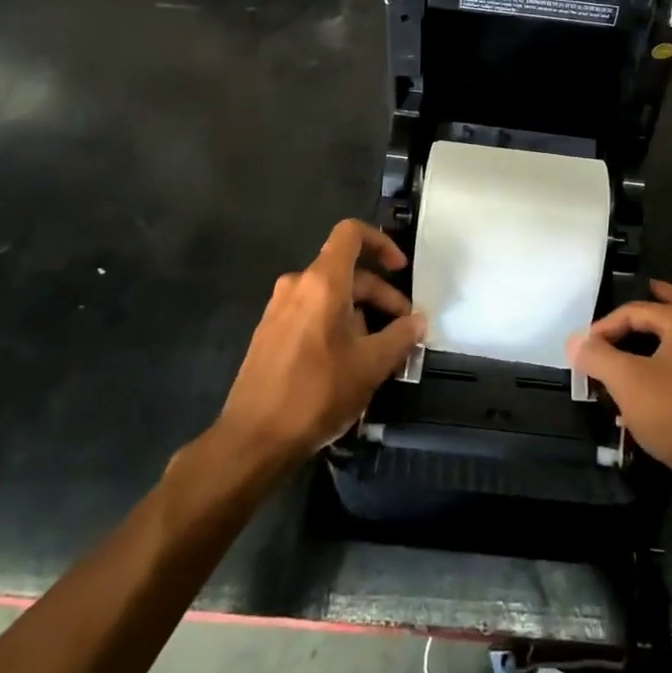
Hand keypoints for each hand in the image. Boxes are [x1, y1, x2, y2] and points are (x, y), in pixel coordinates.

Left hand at [215, 219, 425, 466]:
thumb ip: (400, 336)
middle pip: (347, 272)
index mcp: (322, 283)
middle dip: (380, 295)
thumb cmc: (316, 393)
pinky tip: (349, 361)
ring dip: (360, 313)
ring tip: (380, 351)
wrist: (253, 438)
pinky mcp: (270, 333)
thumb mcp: (371, 365)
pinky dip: (337, 324)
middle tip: (403, 328)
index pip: (351, 234)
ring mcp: (279, 309)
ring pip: (330, 295)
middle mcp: (297, 286)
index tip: (401, 270)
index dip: (381, 242)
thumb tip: (418, 321)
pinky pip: (311, 313)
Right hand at [567, 280, 671, 490]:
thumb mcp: (626, 381)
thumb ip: (597, 356)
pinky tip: (667, 379)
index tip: (584, 347)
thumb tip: (575, 341)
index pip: (637, 310)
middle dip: (661, 297)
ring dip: (670, 331)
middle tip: (646, 290)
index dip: (606, 325)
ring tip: (650, 334)